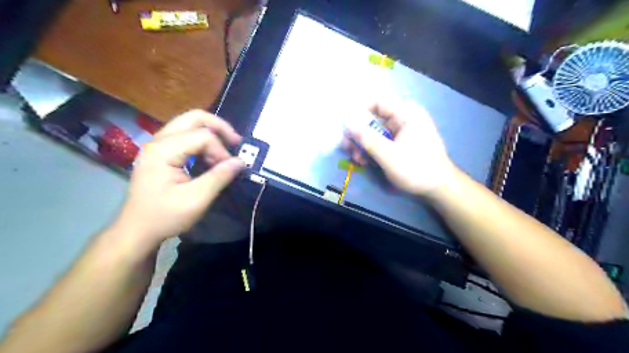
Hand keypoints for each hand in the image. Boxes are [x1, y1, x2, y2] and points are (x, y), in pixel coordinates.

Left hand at [116, 109, 243, 242]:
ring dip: (211, 132)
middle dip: (219, 127)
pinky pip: (185, 135)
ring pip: (189, 123)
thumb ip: (219, 177)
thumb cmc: (165, 216)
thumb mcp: (196, 200)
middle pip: (194, 117)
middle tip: (236, 142)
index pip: (202, 136)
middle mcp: (158, 141)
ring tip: (226, 148)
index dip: (221, 151)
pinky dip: (202, 140)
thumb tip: (241, 161)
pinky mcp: (161, 152)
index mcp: (163, 150)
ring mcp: (158, 145)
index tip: (229, 170)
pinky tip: (210, 154)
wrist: (137, 230)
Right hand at [344, 100, 457, 196]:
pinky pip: (382, 141)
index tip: (346, 126)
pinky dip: (372, 150)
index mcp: (406, 113)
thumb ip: (367, 139)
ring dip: (363, 144)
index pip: (377, 101)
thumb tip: (347, 123)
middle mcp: (403, 118)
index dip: (359, 110)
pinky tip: (365, 162)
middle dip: (358, 133)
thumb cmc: (416, 168)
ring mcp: (402, 131)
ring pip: (375, 132)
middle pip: (373, 118)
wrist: (439, 187)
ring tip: (357, 159)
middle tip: (346, 147)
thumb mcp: (388, 155)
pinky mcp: (401, 143)